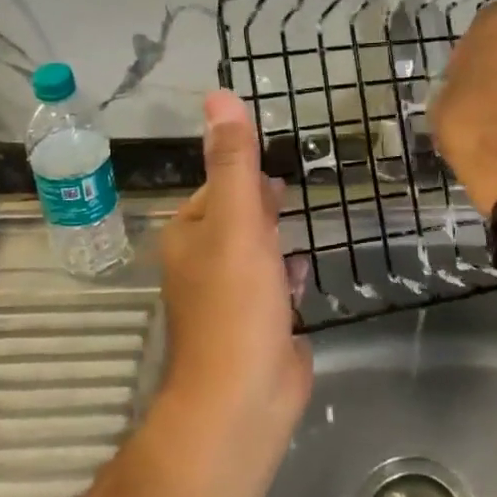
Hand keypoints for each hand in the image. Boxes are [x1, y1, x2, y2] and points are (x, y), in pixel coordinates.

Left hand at [159, 91, 311, 425]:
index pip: (218, 185)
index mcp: (190, 235)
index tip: (273, 152)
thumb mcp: (235, 222)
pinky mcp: (259, 324)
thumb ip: (233, 161)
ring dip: (276, 233)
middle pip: (236, 217)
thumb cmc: (235, 305)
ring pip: (256, 251)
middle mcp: (204, 262)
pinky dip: (287, 270)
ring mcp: (232, 297)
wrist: (243, 401)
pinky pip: (274, 285)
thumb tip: (217, 95)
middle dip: (261, 200)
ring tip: (303, 214)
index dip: (244, 169)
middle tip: (295, 181)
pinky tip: (306, 264)